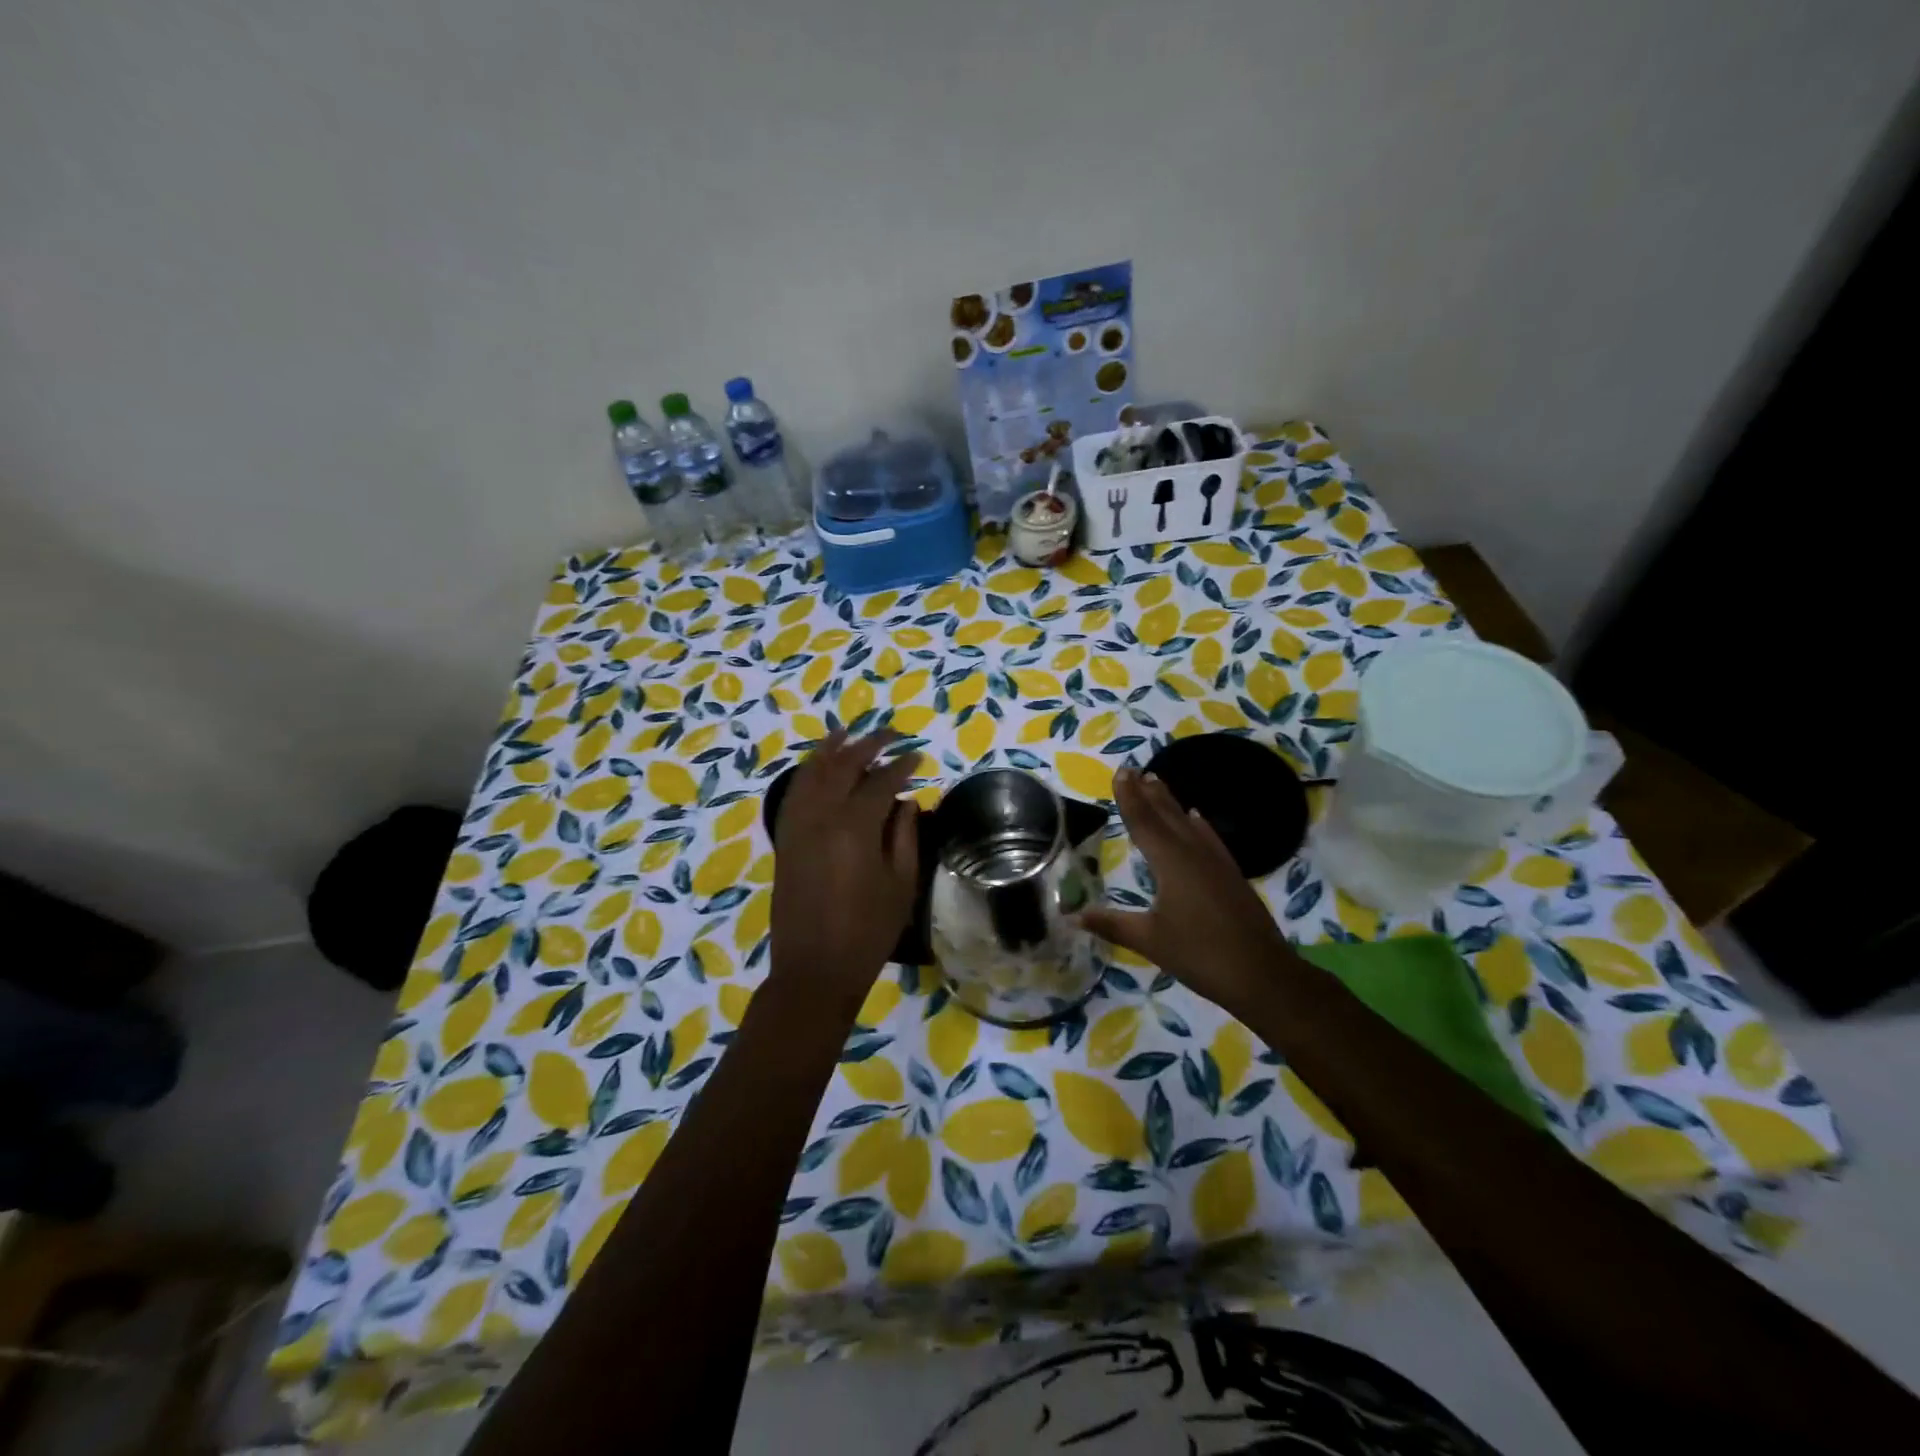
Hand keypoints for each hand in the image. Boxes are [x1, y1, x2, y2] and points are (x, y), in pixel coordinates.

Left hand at [770, 729, 918, 1016]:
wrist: (814, 969)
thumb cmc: (868, 932)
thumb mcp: (901, 885)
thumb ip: (905, 836)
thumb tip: (906, 802)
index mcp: (855, 827)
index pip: (881, 782)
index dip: (901, 766)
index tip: (917, 755)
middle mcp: (821, 817)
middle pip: (843, 766)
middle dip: (868, 744)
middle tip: (891, 733)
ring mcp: (797, 827)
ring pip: (812, 773)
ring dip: (830, 749)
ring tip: (846, 732)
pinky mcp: (785, 840)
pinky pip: (793, 794)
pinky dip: (806, 773)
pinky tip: (816, 767)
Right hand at [1081, 765, 1291, 1015]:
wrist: (1263, 975)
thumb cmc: (1200, 955)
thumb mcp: (1150, 940)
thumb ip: (1112, 924)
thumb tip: (1073, 915)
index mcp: (1171, 862)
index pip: (1143, 822)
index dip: (1129, 798)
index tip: (1121, 772)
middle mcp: (1193, 853)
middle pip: (1166, 815)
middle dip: (1148, 793)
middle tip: (1134, 770)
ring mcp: (1216, 862)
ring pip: (1188, 823)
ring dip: (1170, 802)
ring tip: (1157, 782)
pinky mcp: (1231, 875)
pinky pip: (1209, 838)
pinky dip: (1198, 824)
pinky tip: (1197, 818)